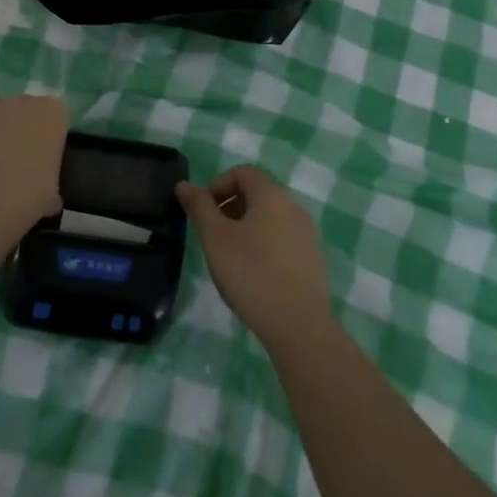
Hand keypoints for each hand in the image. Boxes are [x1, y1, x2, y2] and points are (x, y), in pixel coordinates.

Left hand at [0, 94, 66, 235]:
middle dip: (18, 129)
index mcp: (52, 113)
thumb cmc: (31, 194)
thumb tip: (47, 193)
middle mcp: (21, 101)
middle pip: (21, 109)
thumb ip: (50, 181)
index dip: (47, 135)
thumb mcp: (53, 193)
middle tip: (15, 161)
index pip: (54, 115)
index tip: (43, 157)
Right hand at [177, 165, 333, 352]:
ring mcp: (307, 233)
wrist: (298, 324)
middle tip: (212, 234)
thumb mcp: (215, 238)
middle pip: (258, 192)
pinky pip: (282, 237)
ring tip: (229, 255)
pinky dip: (263, 242)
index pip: (243, 172)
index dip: (218, 184)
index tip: (203, 212)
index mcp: (273, 195)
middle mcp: (294, 206)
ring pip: (270, 216)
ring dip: (245, 225)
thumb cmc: (251, 273)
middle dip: (229, 205)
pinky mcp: (312, 257)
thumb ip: (199, 206)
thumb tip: (184, 184)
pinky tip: (252, 271)